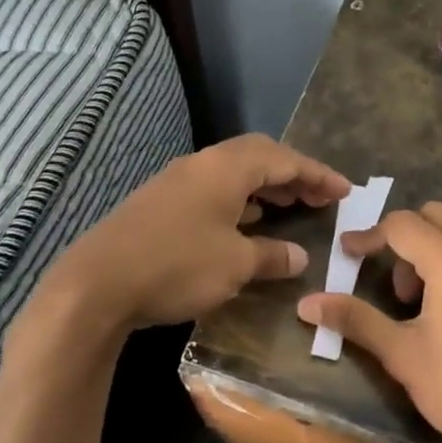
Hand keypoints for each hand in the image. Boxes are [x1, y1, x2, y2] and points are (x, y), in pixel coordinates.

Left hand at [40, 134, 350, 334]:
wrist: (96, 284)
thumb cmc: (176, 266)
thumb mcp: (234, 264)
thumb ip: (271, 255)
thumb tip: (298, 256)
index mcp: (224, 168)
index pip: (282, 159)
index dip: (317, 174)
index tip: (344, 190)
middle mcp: (200, 166)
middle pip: (256, 158)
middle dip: (292, 175)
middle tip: (319, 197)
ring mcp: (175, 183)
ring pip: (232, 175)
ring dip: (264, 188)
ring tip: (289, 208)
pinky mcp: (158, 205)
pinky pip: (212, 192)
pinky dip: (238, 203)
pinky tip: (243, 226)